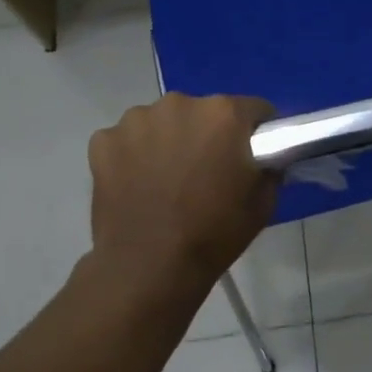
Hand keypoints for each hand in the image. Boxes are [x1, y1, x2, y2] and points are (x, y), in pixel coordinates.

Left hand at [87, 93, 277, 287]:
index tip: (252, 152)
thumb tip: (263, 160)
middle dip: (207, 134)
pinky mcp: (103, 140)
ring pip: (162, 122)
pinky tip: (136, 184)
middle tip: (206, 170)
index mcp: (224, 114)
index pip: (253, 109)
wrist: (148, 267)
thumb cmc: (214, 234)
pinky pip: (127, 139)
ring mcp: (136, 120)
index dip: (256, 131)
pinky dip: (133, 155)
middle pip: (203, 111)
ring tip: (166, 179)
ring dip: (168, 140)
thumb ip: (268, 169)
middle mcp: (180, 104)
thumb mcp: (263, 204)